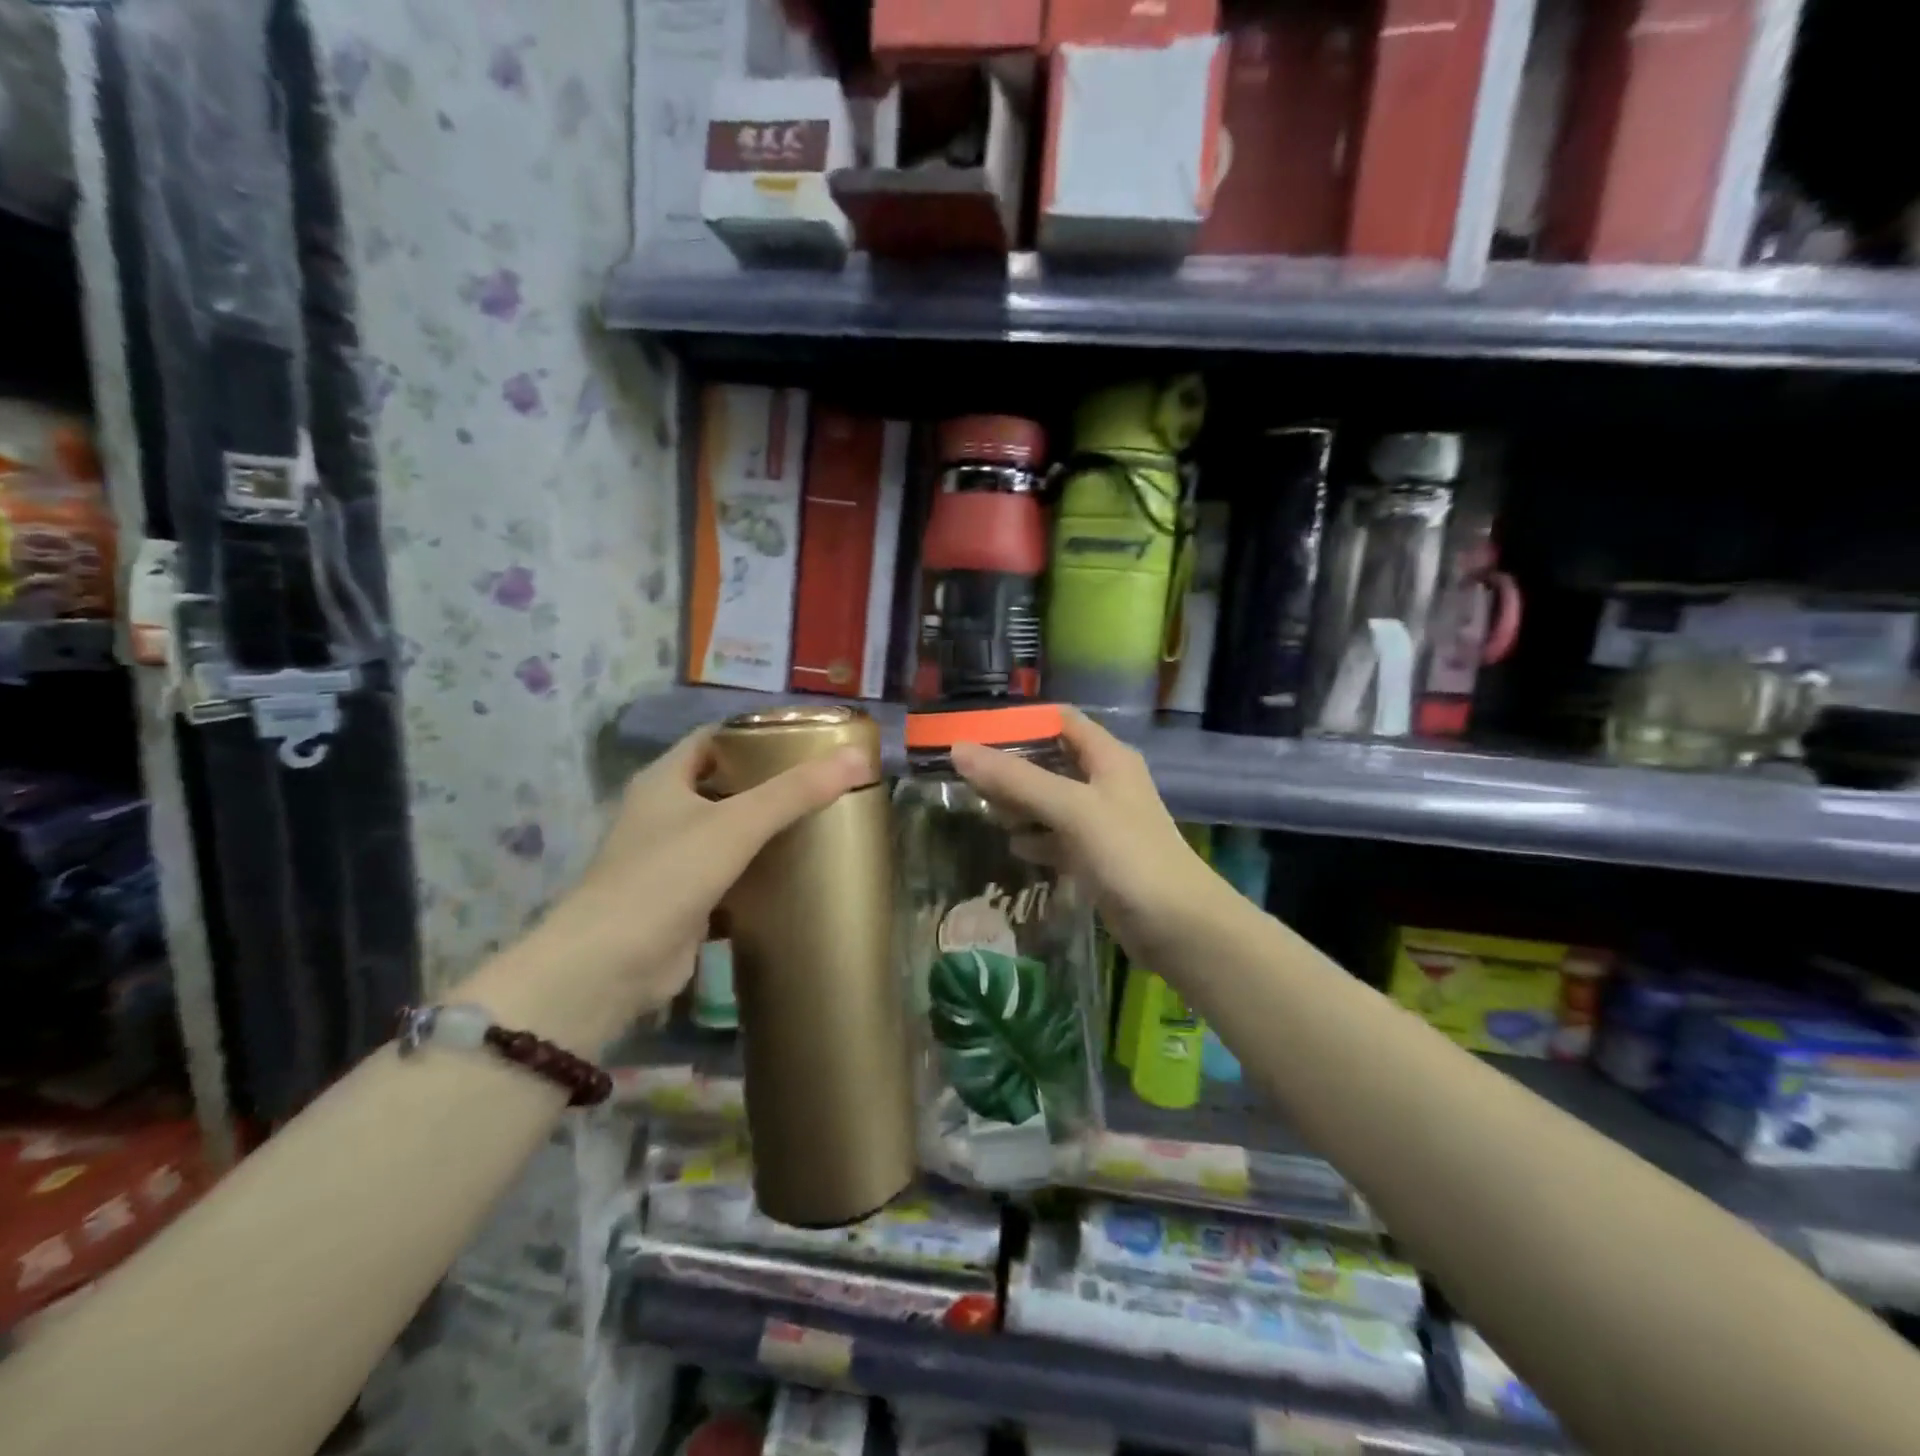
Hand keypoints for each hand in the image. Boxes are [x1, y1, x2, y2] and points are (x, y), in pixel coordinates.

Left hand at [468, 724, 868, 1050]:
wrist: (610, 965)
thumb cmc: (667, 875)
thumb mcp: (736, 824)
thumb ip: (796, 791)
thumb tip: (858, 758)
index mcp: (664, 780)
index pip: (714, 739)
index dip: (755, 733)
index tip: (805, 739)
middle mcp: (662, 813)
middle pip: (724, 784)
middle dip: (769, 783)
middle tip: (821, 782)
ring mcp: (669, 859)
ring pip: (726, 832)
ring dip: (764, 829)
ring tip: (817, 821)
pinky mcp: (682, 901)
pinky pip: (727, 875)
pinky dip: (756, 872)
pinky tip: (793, 873)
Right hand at [949, 707, 1226, 960]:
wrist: (1179, 926)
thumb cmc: (1129, 855)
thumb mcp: (1071, 809)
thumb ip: (1017, 780)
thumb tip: (959, 749)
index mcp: (1107, 757)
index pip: (1060, 720)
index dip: (1021, 720)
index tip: (976, 730)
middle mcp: (1105, 782)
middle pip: (1051, 760)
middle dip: (1012, 766)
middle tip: (967, 776)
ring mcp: (1102, 822)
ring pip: (1051, 801)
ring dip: (1019, 804)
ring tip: (982, 810)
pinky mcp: (1097, 857)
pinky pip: (1057, 837)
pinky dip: (1035, 838)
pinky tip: (1013, 847)